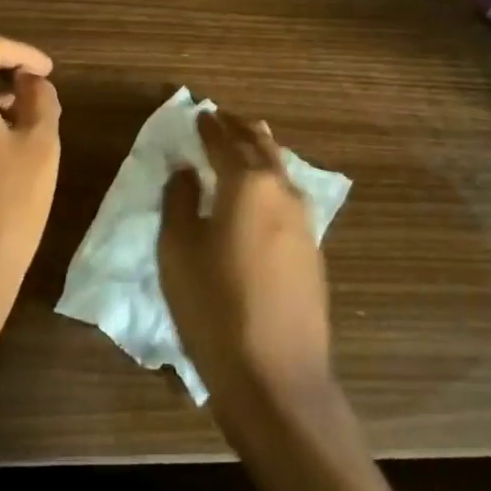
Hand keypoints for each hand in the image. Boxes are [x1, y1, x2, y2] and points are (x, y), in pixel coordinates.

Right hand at [158, 108, 335, 425]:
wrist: (276, 376)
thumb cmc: (214, 307)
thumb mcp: (178, 250)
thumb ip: (179, 200)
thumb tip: (186, 170)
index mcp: (247, 184)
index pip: (224, 142)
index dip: (209, 127)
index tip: (199, 113)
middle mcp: (281, 192)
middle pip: (261, 146)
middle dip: (241, 129)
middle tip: (223, 118)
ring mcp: (304, 221)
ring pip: (280, 170)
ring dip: (261, 150)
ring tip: (247, 141)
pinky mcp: (312, 250)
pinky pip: (289, 196)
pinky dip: (272, 179)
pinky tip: (264, 191)